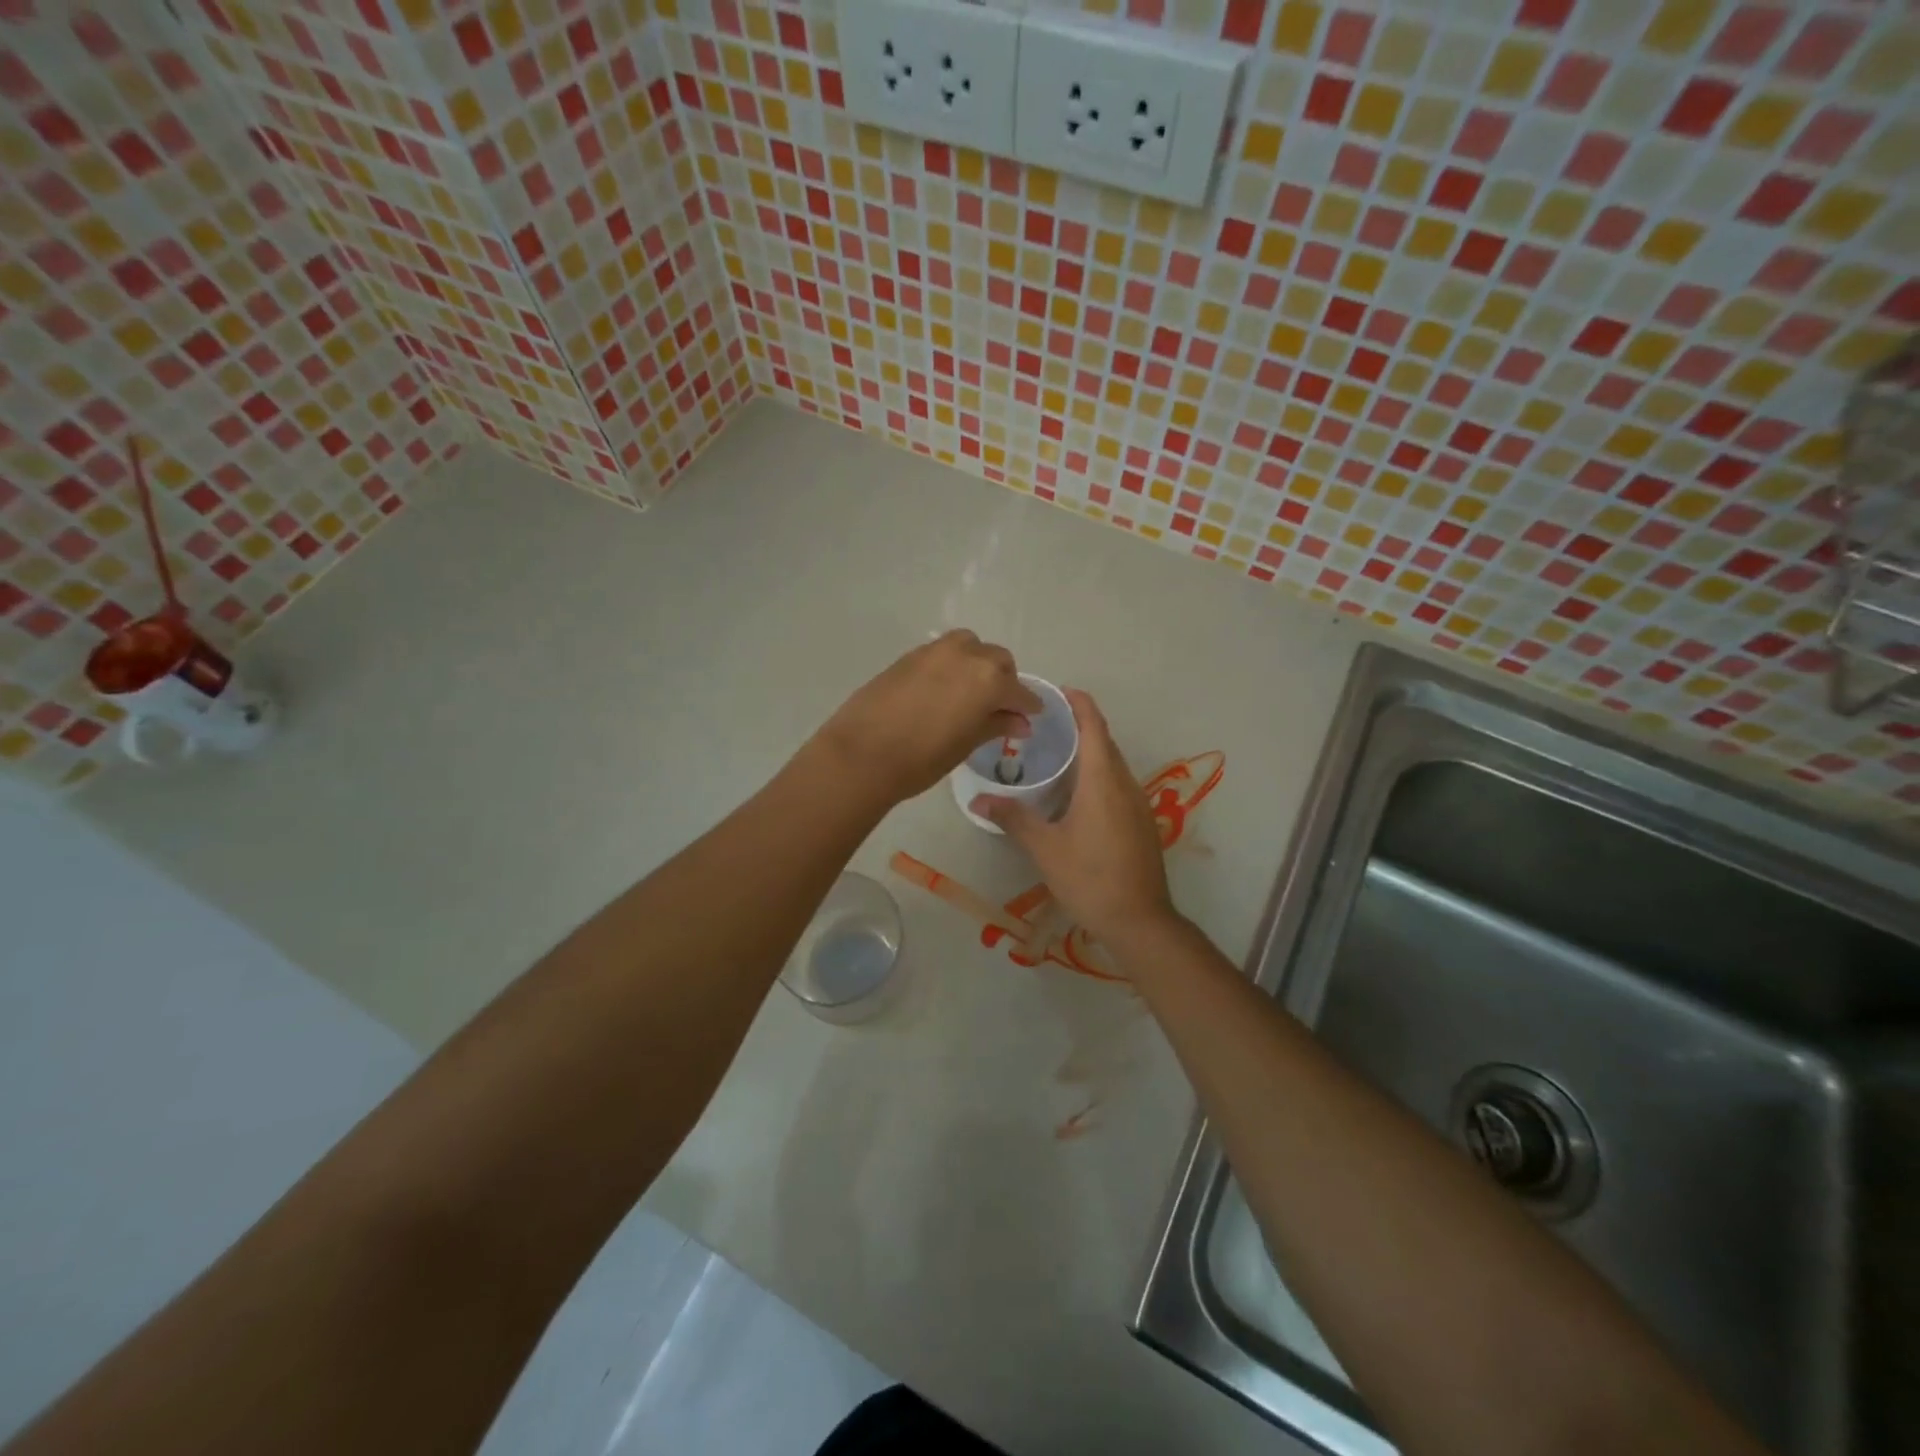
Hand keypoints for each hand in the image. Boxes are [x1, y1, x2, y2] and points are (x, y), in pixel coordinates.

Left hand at [815, 630, 1044, 803]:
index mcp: (988, 679)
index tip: (1031, 716)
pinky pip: (943, 653)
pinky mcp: (909, 656)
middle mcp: (966, 655)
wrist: (862, 753)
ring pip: (970, 647)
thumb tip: (1020, 721)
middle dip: (1004, 681)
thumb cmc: (922, 758)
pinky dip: (952, 665)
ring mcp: (934, 651)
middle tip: (999, 707)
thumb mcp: (966, 744)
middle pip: (997, 660)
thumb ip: (996, 725)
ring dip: (978, 664)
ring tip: (970, 693)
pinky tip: (943, 690)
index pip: (1019, 691)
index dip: (1027, 705)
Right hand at [974, 690, 1177, 944]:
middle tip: (1042, 724)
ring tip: (1053, 755)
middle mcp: (1125, 783)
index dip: (1078, 703)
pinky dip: (1096, 776)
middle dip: (1078, 726)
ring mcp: (1138, 804)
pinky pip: (1117, 785)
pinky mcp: (1140, 822)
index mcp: (1103, 780)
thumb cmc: (1090, 878)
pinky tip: (1073, 794)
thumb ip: (1014, 819)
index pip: (1094, 726)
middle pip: (1104, 742)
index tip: (1056, 692)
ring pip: (1112, 765)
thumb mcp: (1045, 848)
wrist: (1140, 921)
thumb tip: (978, 801)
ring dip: (1088, 753)